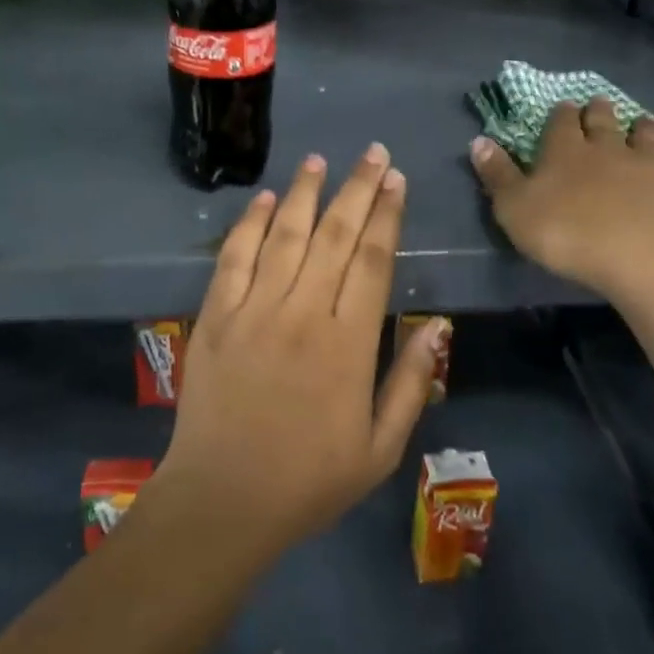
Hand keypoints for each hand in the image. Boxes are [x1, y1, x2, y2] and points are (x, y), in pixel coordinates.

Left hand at [152, 144, 446, 562]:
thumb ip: (410, 384)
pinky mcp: (216, 315)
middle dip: (357, 188)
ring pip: (285, 234)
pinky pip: (235, 257)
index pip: (373, 261)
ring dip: (305, 192)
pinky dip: (250, 223)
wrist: (223, 500)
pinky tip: (265, 198)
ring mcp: (254, 309)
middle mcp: (303, 313)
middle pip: (336, 235)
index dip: (387, 215)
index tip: (395, 180)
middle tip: (372, 153)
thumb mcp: (380, 449)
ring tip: (320, 160)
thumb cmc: (309, 480)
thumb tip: (437, 326)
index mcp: (348, 344)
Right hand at [469, 103, 653, 309]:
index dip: (560, 116)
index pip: (561, 125)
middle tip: (599, 105)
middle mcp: (611, 150)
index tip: (562, 108)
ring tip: (645, 122)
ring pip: (650, 137)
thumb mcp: (515, 210)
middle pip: (604, 122)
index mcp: (566, 153)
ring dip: (646, 128)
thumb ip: (497, 175)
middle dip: (599, 112)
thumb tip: (478, 140)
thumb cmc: (570, 236)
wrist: (648, 260)